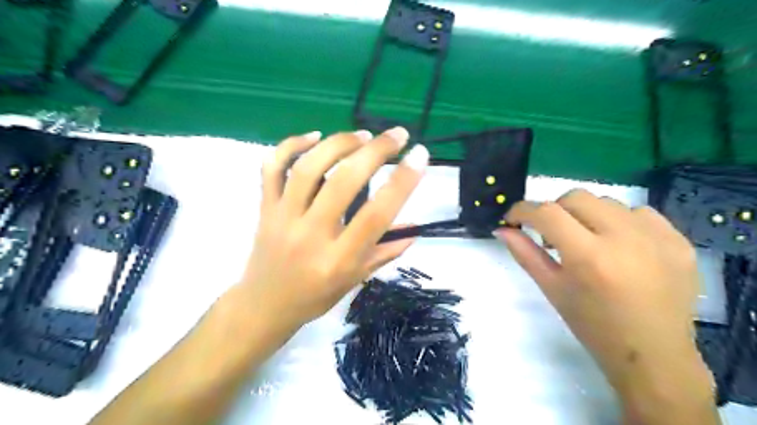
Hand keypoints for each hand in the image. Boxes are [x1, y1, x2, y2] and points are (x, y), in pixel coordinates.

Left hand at [237, 127, 423, 335]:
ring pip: (308, 168)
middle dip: (375, 151)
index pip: (375, 215)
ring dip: (339, 143)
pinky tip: (314, 136)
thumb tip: (415, 228)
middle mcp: (311, 235)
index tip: (419, 155)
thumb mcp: (356, 280)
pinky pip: (272, 168)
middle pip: (343, 182)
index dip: (402, 182)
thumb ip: (386, 252)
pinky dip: (291, 145)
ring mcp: (283, 218)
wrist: (263, 306)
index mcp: (339, 260)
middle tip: (397, 134)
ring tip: (363, 135)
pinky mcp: (265, 208)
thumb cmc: (315, 296)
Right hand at [498, 191, 716, 418]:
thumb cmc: (593, 326)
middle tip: (552, 235)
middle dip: (554, 210)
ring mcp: (657, 237)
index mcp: (588, 257)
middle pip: (576, 197)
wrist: (654, 354)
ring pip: (606, 201)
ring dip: (586, 215)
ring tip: (587, 241)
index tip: (514, 219)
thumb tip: (501, 229)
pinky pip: (639, 212)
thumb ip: (525, 254)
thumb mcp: (552, 289)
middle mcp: (624, 239)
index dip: (523, 210)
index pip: (546, 213)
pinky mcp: (679, 240)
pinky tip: (618, 245)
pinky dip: (619, 221)